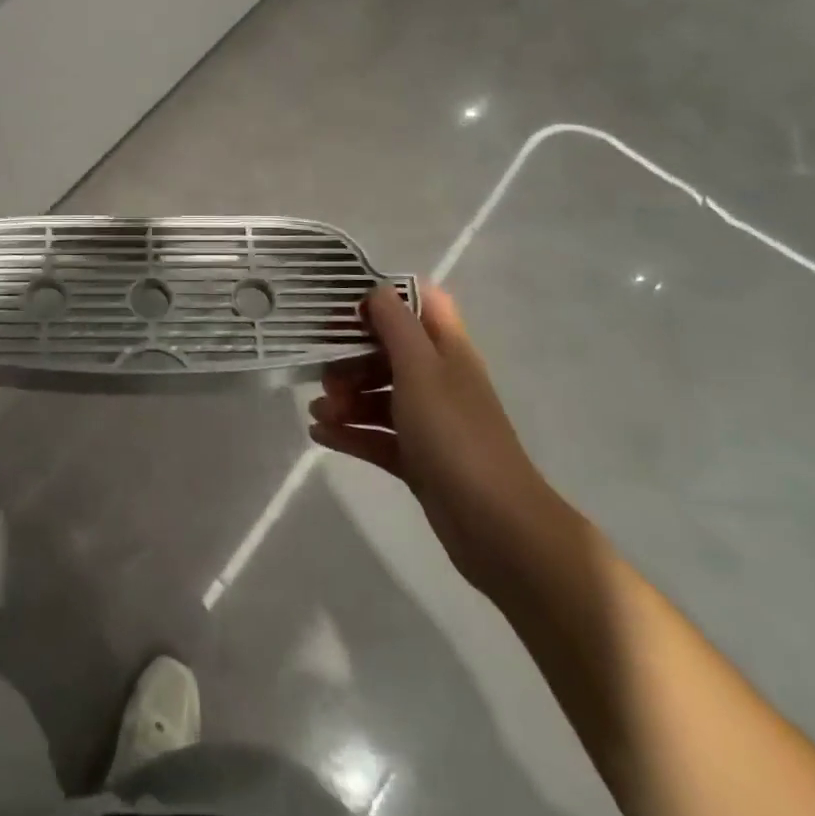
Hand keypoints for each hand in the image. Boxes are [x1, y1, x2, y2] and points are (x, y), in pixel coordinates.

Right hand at [309, 285, 579, 601]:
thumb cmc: (454, 433)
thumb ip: (396, 325)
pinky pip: (377, 436)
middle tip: (324, 375)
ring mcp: (429, 421)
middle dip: (352, 358)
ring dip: (346, 398)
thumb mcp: (420, 368)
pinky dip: (350, 433)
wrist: (496, 525)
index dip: (385, 299)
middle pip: (389, 352)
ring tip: (318, 411)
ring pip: (379, 395)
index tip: (345, 310)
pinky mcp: (418, 458)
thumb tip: (376, 290)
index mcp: (446, 350)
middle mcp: (438, 379)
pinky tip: (319, 435)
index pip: (421, 304)